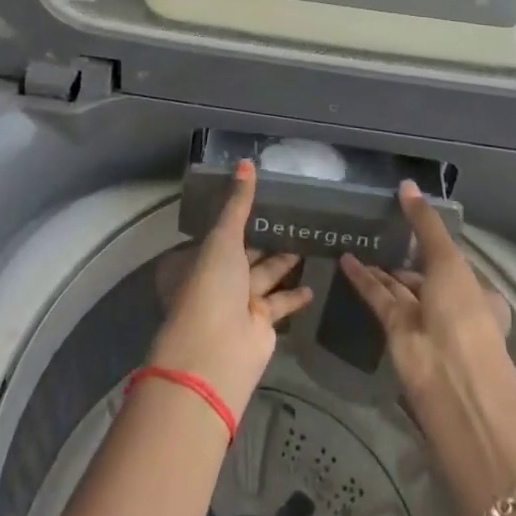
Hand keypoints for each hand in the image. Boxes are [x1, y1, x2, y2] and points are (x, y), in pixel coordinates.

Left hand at [148, 160, 313, 417]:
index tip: (262, 194)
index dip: (238, 213)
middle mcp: (219, 277)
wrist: (216, 353)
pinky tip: (312, 284)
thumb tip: (246, 161)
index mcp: (203, 255)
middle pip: (245, 251)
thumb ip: (238, 203)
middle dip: (264, 236)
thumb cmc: (211, 286)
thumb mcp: (223, 237)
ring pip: (265, 274)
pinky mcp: (262, 324)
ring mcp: (240, 302)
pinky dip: (294, 295)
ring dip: (283, 260)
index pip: (221, 229)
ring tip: (305, 239)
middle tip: (291, 213)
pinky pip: (281, 302)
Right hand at [338, 180, 509, 406]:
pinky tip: (345, 258)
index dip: (436, 242)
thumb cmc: (463, 315)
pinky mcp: (397, 332)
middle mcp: (452, 305)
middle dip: (406, 255)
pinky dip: (363, 279)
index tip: (413, 219)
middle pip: (426, 274)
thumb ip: (425, 223)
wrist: (452, 383)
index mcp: (477, 291)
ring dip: (381, 265)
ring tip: (357, 236)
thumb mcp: (449, 260)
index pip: (455, 262)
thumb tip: (406, 184)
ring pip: (400, 286)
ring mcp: (424, 321)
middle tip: (379, 225)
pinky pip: (379, 298)